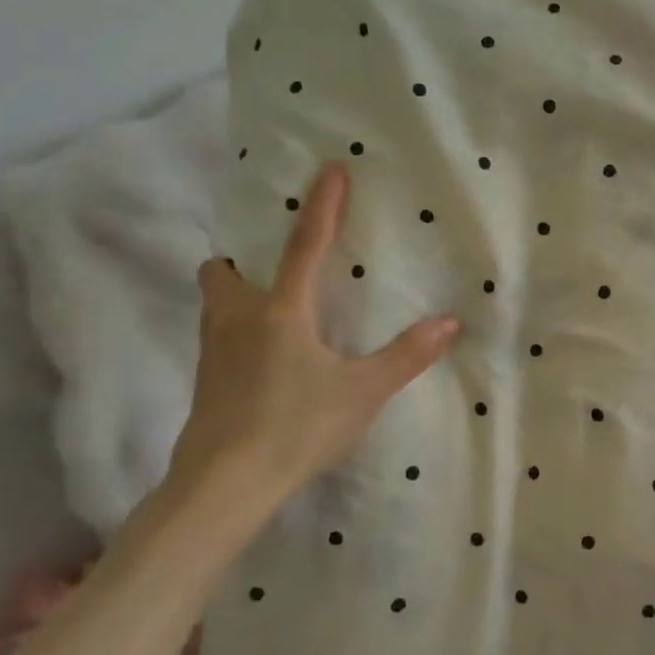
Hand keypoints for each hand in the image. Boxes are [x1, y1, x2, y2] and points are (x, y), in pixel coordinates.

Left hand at [166, 163, 461, 526]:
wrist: (224, 485)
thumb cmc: (297, 427)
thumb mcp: (363, 392)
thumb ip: (407, 355)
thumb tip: (450, 322)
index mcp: (281, 312)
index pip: (305, 246)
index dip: (321, 206)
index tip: (329, 169)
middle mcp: (238, 321)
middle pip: (224, 272)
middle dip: (243, 261)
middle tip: (274, 270)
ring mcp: (212, 354)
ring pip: (215, 307)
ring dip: (236, 296)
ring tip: (273, 313)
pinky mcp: (204, 385)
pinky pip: (216, 340)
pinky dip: (235, 334)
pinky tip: (263, 363)